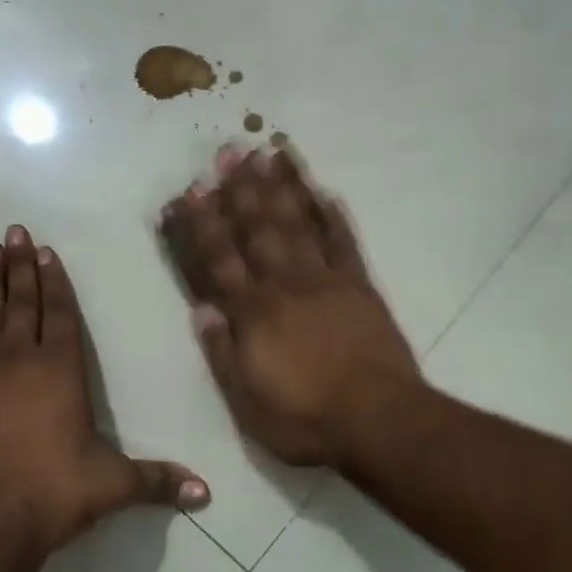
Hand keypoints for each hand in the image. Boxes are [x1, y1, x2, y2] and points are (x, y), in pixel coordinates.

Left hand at [0, 225, 207, 553]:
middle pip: (22, 302)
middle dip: (20, 266)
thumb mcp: (112, 486)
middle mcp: (20, 361)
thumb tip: (206, 493)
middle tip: (13, 232)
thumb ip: (157, 482)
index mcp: (61, 371)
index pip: (60, 314)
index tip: (46, 252)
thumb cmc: (52, 495)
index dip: (55, 281)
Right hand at [161, 147, 421, 466]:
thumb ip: (222, 355)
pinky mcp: (360, 286)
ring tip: (268, 152)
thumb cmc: (306, 420)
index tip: (192, 190)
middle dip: (240, 189)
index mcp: (254, 314)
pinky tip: (323, 190)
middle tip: (228, 151)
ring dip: (281, 187)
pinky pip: (344, 242)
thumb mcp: (248, 404)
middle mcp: (285, 286)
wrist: (379, 421)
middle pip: (258, 229)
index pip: (220, 260)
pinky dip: (333, 215)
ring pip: (299, 224)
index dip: (204, 224)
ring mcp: (326, 281)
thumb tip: (202, 309)